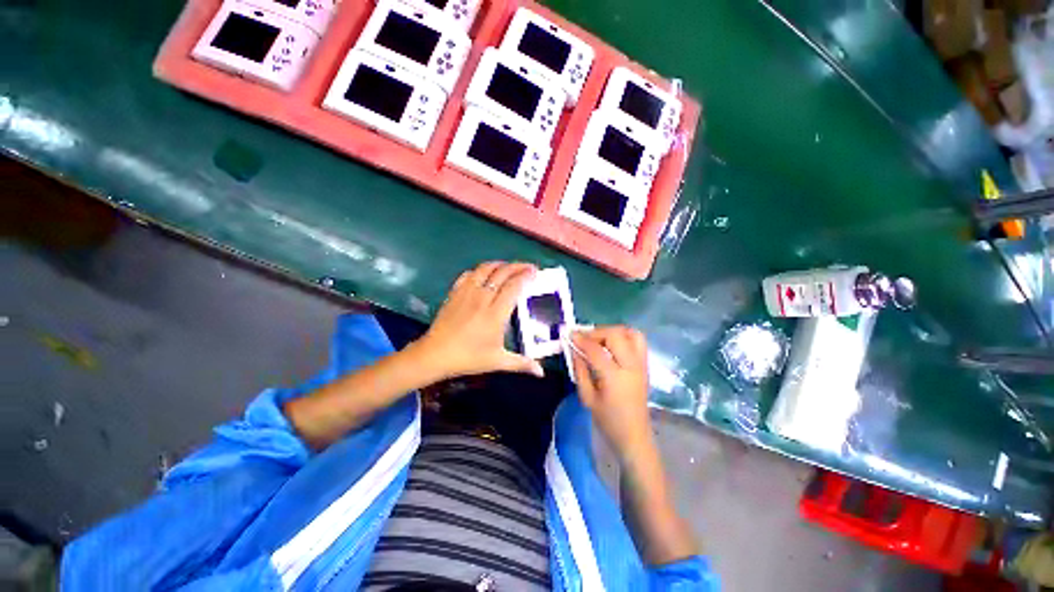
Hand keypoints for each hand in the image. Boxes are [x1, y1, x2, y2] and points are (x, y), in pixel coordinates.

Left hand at [413, 261, 543, 379]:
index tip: (535, 272)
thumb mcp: (497, 361)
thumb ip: (521, 364)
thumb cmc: (468, 358)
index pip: (513, 287)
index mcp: (495, 314)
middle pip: (502, 273)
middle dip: (518, 266)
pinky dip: (480, 270)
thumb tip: (541, 372)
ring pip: (485, 269)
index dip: (525, 277)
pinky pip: (469, 274)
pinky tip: (485, 273)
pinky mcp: (455, 292)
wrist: (435, 354)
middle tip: (528, 267)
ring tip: (509, 266)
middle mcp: (482, 298)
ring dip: (500, 264)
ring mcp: (467, 293)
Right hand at [570, 326, 652, 457]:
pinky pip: (638, 341)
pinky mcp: (645, 365)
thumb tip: (574, 350)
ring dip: (612, 331)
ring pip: (630, 333)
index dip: (581, 340)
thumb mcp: (587, 398)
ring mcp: (641, 365)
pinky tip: (611, 344)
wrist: (634, 436)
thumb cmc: (608, 421)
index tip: (570, 334)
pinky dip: (624, 335)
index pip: (596, 350)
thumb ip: (580, 371)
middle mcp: (631, 367)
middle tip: (584, 338)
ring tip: (599, 338)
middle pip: (615, 336)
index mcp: (614, 378)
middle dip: (597, 332)